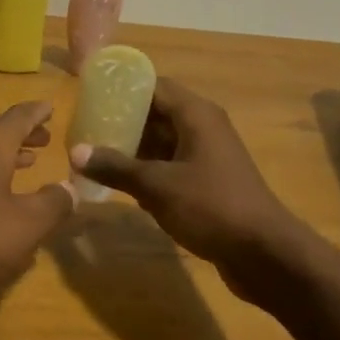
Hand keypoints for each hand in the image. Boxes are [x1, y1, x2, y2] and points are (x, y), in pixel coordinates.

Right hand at [69, 79, 302, 302]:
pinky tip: (121, 184)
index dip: (122, 88)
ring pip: (162, 142)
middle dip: (122, 120)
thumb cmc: (211, 207)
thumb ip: (116, 167)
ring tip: (94, 154)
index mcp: (196, 114)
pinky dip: (148, 171)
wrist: (264, 253)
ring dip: (133, 148)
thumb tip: (76, 152)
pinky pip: (171, 166)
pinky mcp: (208, 182)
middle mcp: (203, 128)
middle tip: (85, 129)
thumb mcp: (157, 186)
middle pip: (156, 113)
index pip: (154, 86)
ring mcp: (207, 156)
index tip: (91, 95)